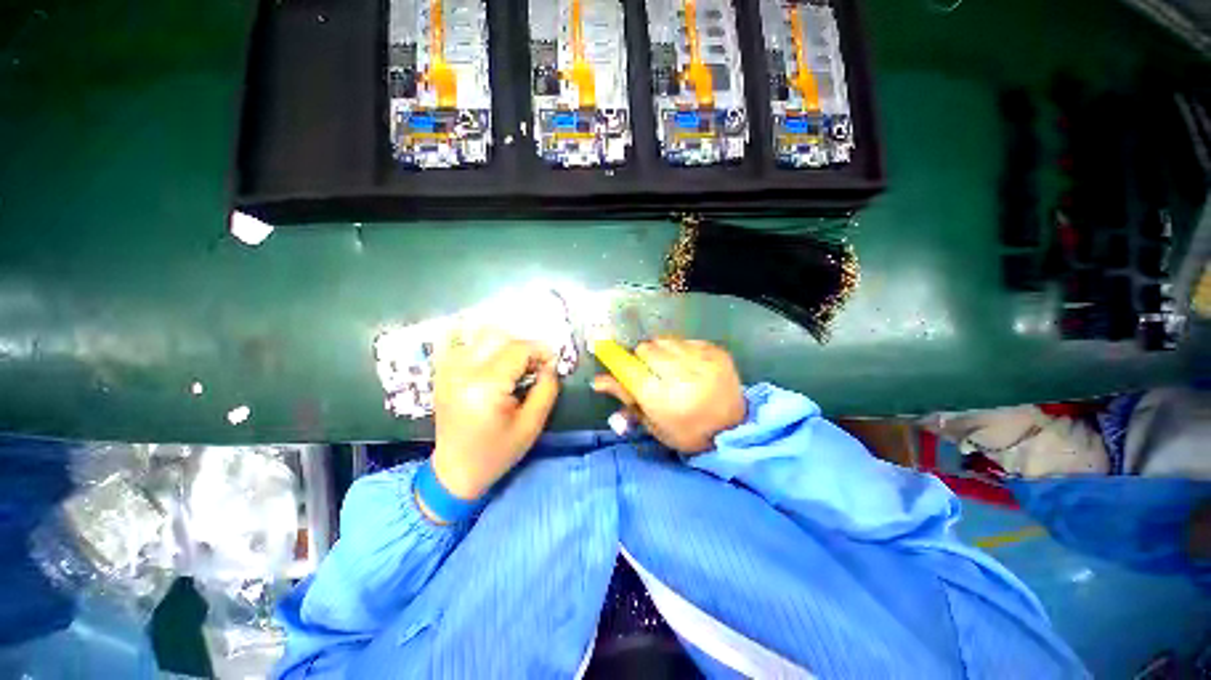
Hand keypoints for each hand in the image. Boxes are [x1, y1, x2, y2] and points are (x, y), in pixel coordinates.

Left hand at [431, 327, 559, 500]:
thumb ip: (546, 389)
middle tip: (535, 366)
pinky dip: (480, 343)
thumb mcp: (532, 424)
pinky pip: (461, 342)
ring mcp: (448, 369)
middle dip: (524, 347)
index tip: (552, 363)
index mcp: (485, 386)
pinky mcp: (442, 372)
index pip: (518, 349)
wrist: (455, 471)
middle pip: (500, 337)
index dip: (541, 351)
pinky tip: (492, 356)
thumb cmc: (497, 452)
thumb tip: (550, 365)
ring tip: (515, 364)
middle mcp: (462, 370)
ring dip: (505, 344)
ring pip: (481, 335)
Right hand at [592, 337, 745, 454]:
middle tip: (650, 371)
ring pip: (665, 340)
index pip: (629, 368)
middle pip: (646, 348)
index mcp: (662, 400)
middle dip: (642, 357)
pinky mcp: (717, 352)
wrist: (733, 430)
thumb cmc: (686, 432)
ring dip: (661, 350)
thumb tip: (596, 381)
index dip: (616, 358)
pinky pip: (686, 340)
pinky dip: (682, 349)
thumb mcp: (652, 422)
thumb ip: (625, 398)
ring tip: (670, 366)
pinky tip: (689, 365)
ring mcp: (703, 362)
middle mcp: (682, 376)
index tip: (607, 350)